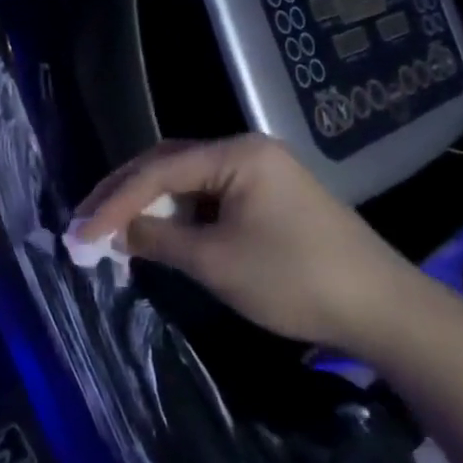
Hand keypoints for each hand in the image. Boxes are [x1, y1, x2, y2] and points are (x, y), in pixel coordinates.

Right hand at [75, 134, 423, 348]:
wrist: (382, 310)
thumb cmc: (294, 279)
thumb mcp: (215, 261)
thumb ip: (157, 240)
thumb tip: (116, 233)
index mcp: (236, 154)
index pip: (157, 171)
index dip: (113, 202)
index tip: (79, 232)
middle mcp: (246, 152)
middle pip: (168, 166)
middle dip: (124, 196)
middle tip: (86, 223)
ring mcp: (260, 174)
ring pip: (187, 183)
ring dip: (149, 207)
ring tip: (111, 231)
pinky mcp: (268, 199)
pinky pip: (209, 199)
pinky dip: (178, 217)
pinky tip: (157, 236)